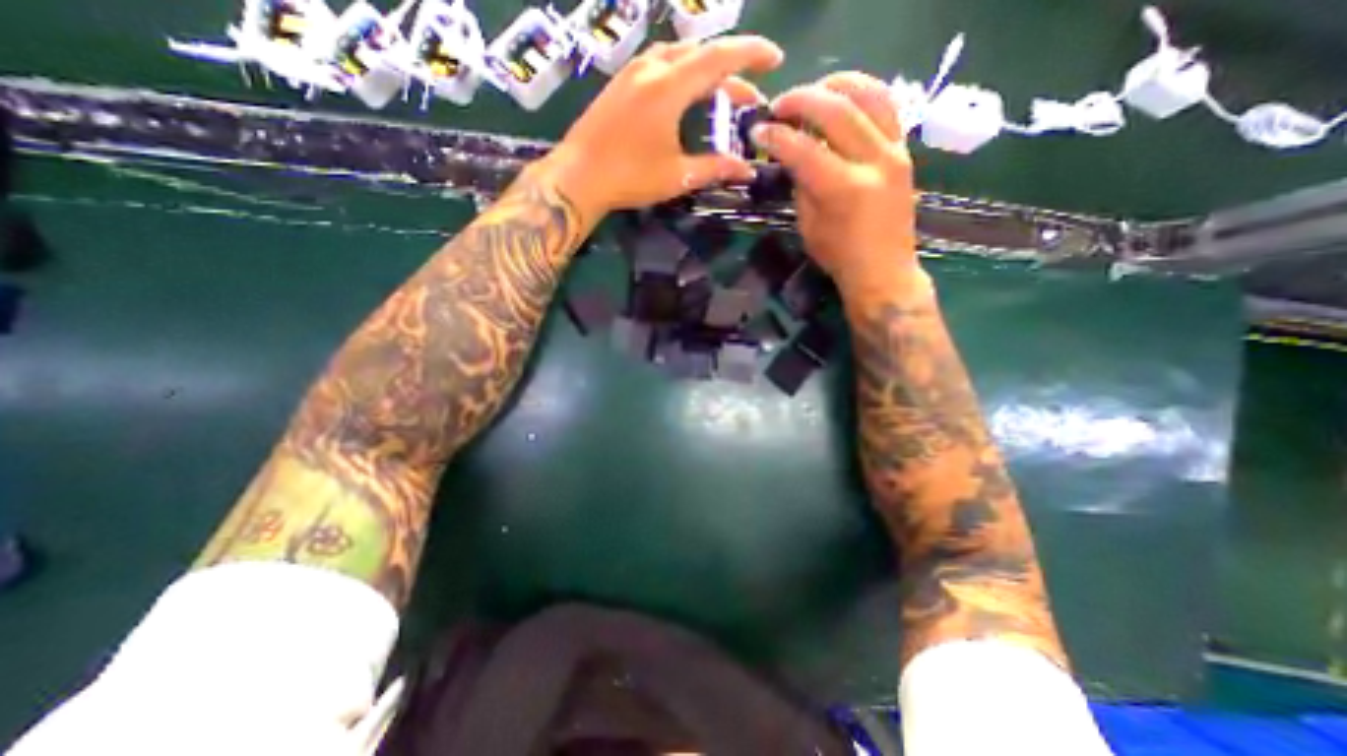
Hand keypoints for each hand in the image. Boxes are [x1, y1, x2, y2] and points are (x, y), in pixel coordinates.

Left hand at [540, 35, 784, 214]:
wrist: (577, 177)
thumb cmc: (629, 176)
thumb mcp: (677, 175)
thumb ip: (715, 167)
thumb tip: (747, 170)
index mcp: (669, 85)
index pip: (719, 57)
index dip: (751, 54)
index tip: (774, 59)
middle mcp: (652, 67)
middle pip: (701, 55)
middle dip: (732, 70)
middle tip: (750, 96)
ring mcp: (632, 72)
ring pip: (679, 57)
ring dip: (706, 72)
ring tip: (721, 95)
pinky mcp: (620, 83)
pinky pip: (661, 64)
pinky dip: (683, 74)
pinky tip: (686, 95)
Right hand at [753, 70, 920, 297]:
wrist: (884, 270)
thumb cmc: (839, 256)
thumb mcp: (808, 225)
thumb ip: (800, 184)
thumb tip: (791, 154)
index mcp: (842, 189)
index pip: (802, 148)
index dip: (776, 136)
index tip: (758, 131)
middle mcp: (872, 162)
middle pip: (836, 109)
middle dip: (801, 100)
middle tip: (778, 106)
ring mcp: (894, 152)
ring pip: (869, 94)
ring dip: (836, 85)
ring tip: (812, 93)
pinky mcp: (904, 150)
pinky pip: (887, 106)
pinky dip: (862, 94)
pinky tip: (842, 100)